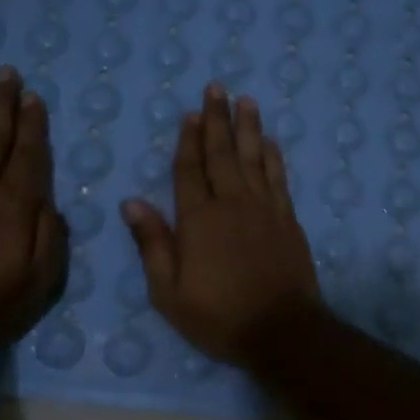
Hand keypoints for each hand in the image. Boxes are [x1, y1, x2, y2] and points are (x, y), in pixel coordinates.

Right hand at [120, 85, 320, 365]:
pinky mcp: (288, 220)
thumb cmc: (219, 316)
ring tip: (246, 101)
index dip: (188, 142)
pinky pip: (278, 178)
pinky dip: (273, 157)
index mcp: (198, 220)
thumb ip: (153, 244)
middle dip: (217, 120)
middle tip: (216, 88)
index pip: (189, 171)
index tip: (189, 114)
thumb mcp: (169, 292)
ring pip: (254, 159)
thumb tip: (131, 203)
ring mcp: (264, 209)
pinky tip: (270, 142)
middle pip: (222, 154)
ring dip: (248, 128)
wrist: (281, 330)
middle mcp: (232, 204)